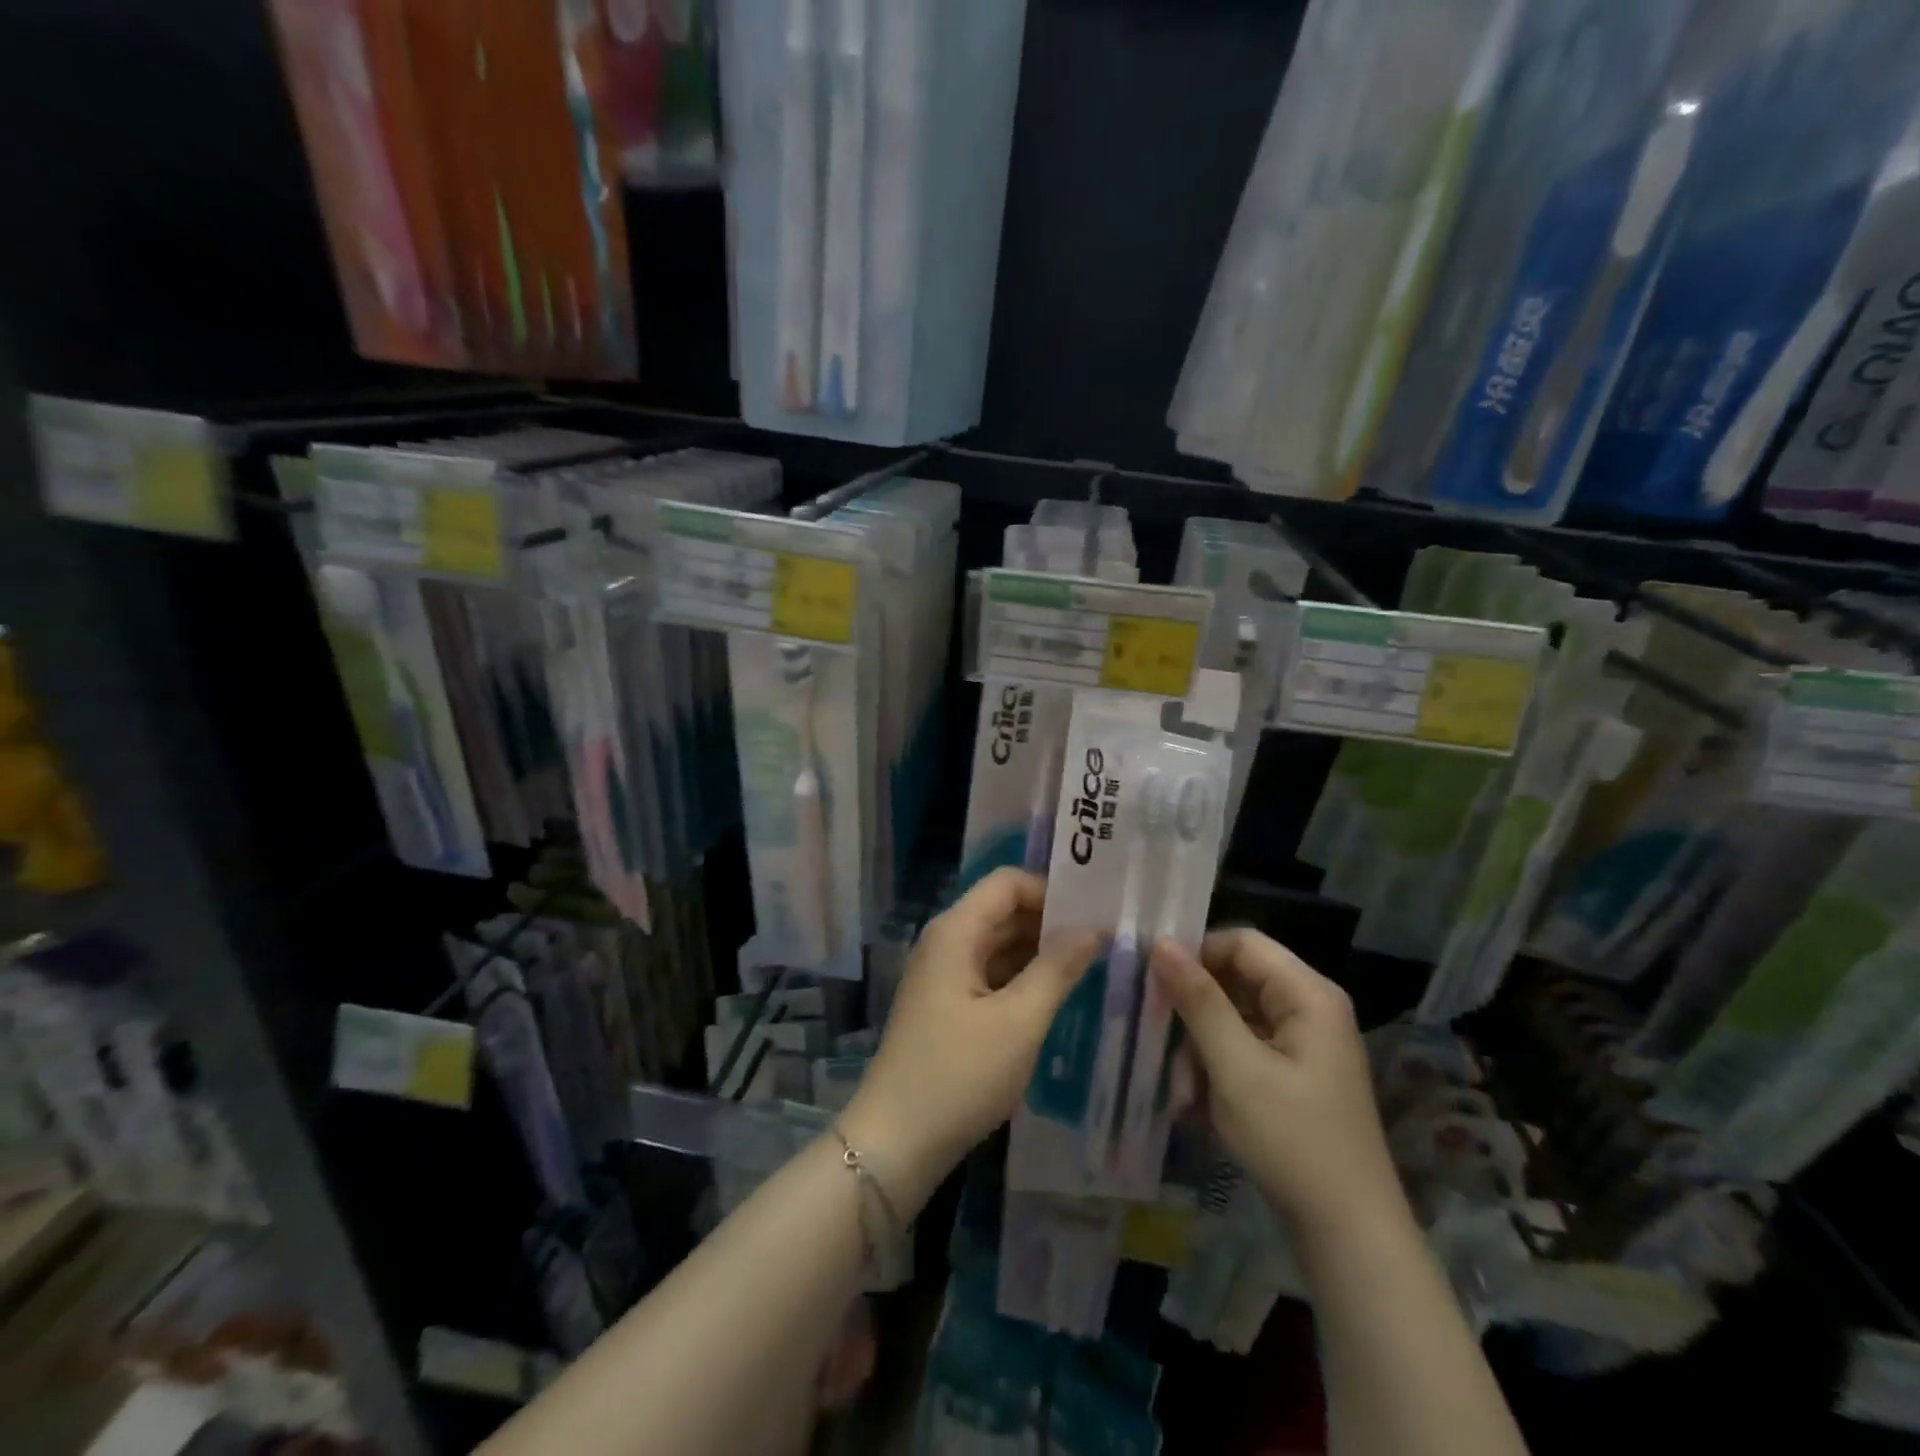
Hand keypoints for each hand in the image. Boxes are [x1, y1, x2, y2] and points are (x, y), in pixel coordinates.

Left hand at [840, 870, 1099, 1213]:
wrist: (896, 1142)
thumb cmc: (959, 1075)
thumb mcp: (1019, 1022)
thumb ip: (1057, 969)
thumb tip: (1092, 929)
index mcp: (956, 931)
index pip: (1007, 883)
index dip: (1050, 891)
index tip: (1095, 913)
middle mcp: (946, 942)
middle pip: (1003, 911)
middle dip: (1051, 921)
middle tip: (1106, 940)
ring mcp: (944, 974)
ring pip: (999, 944)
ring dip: (1039, 951)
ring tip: (1092, 965)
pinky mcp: (947, 1005)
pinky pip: (990, 974)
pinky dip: (1022, 978)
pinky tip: (1057, 995)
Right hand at [1151, 929, 1405, 1243]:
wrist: (1349, 1236)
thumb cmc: (1293, 1141)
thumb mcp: (1236, 1068)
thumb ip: (1198, 1001)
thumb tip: (1161, 943)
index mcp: (1307, 994)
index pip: (1240, 942)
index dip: (1195, 953)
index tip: (1153, 981)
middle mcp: (1309, 1008)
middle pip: (1235, 979)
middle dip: (1194, 1010)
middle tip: (1159, 1039)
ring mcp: (1303, 1043)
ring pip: (1233, 1016)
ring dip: (1200, 1046)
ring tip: (1182, 1090)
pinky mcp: (1293, 1073)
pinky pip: (1244, 1047)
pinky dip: (1217, 1067)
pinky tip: (1197, 1104)